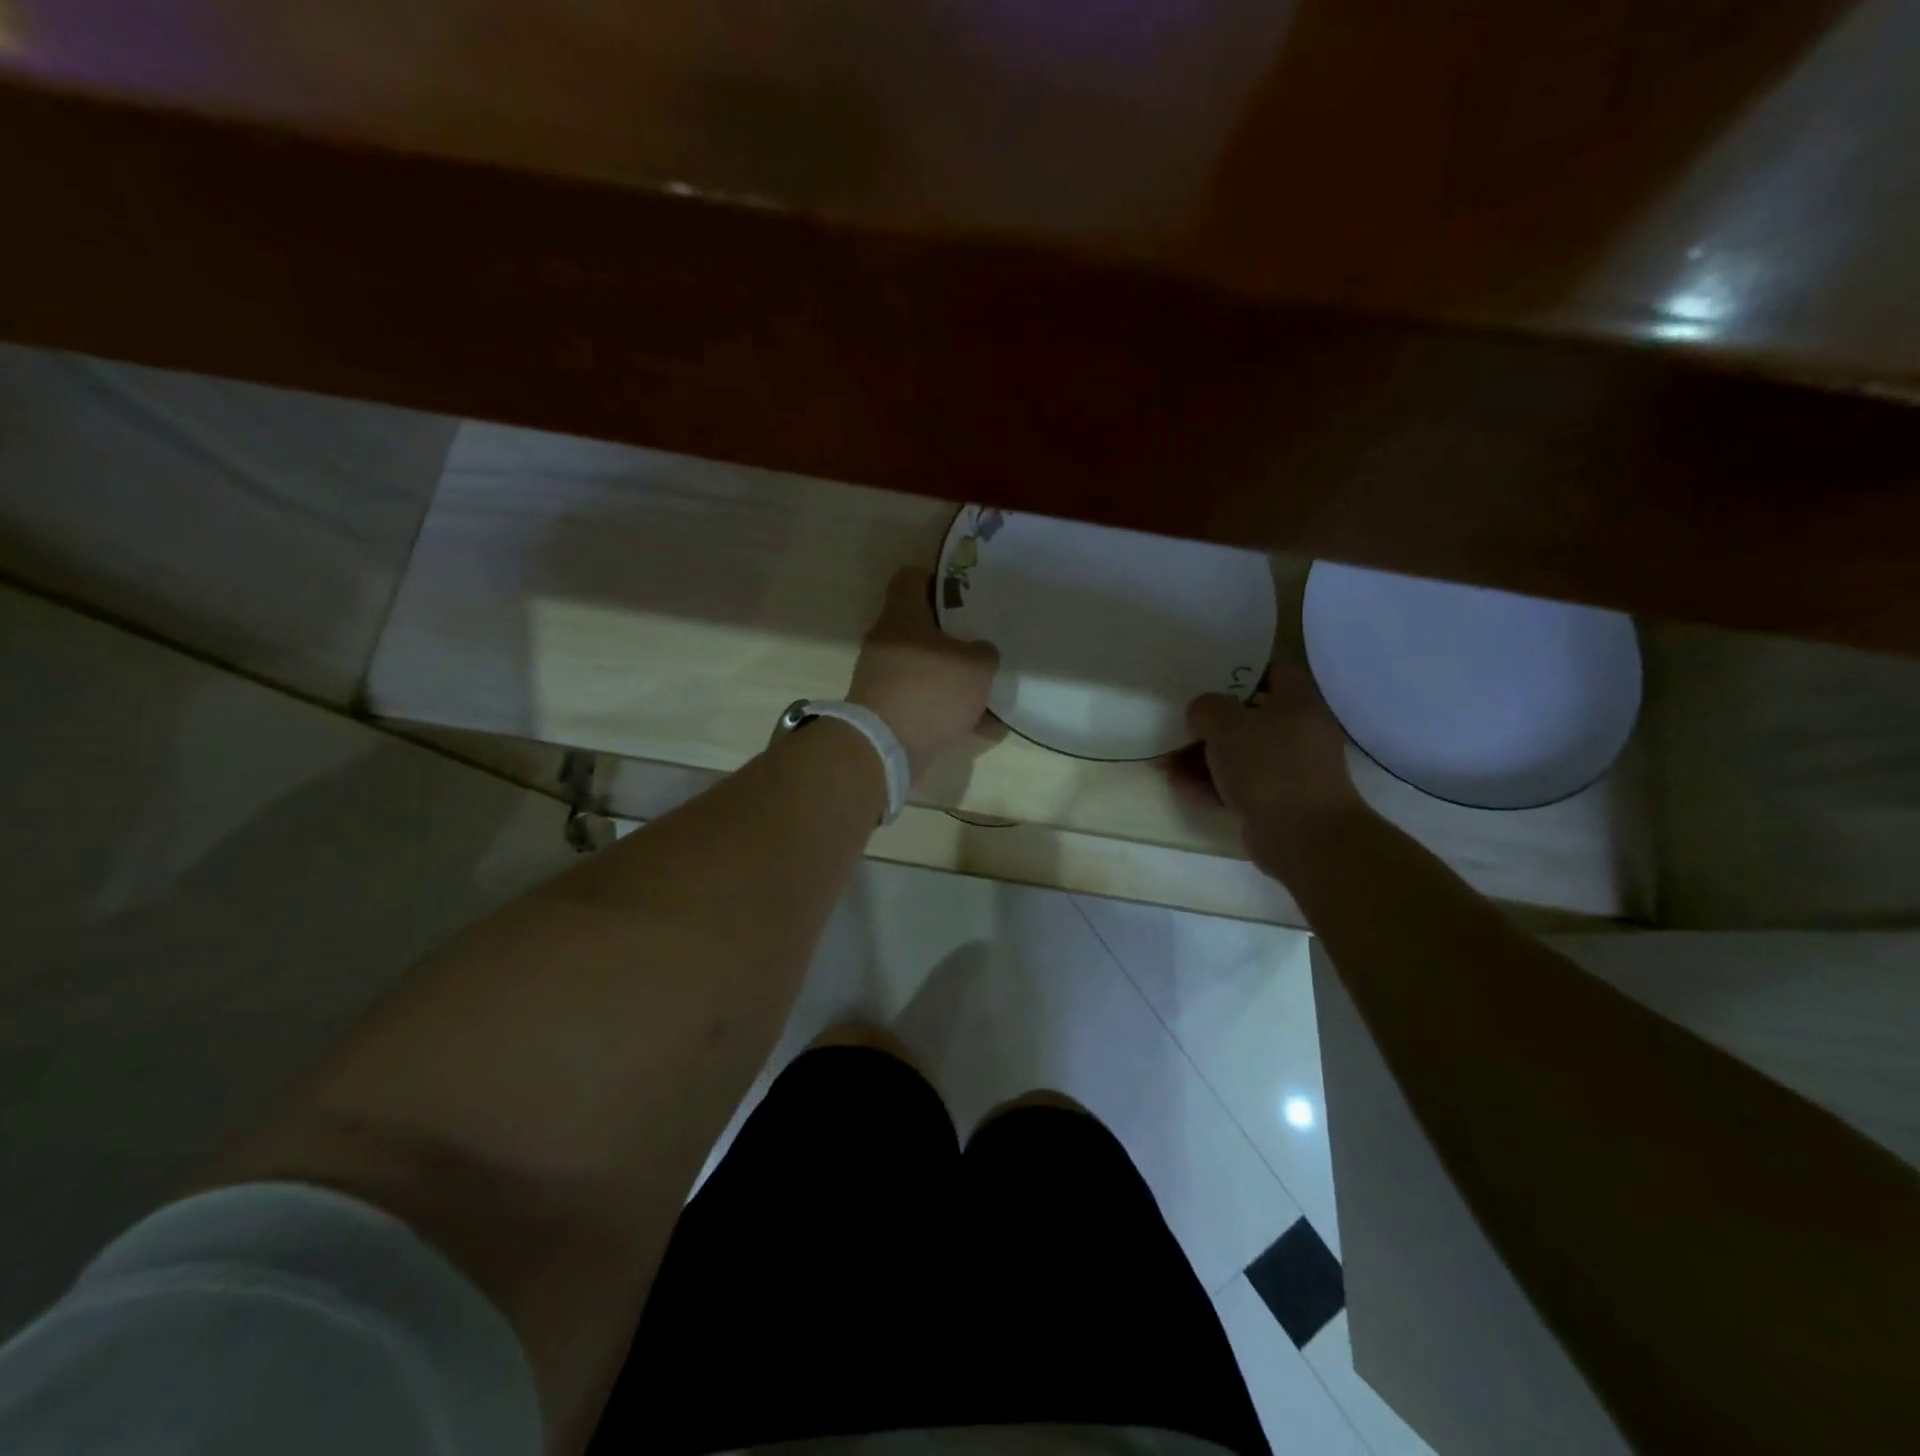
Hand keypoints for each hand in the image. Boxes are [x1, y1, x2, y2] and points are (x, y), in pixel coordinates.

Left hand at [848, 568, 999, 782]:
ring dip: (956, 679)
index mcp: (902, 615)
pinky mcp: (888, 710)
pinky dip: (950, 711)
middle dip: (955, 636)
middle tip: (983, 640)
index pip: (911, 577)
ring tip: (990, 690)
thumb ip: (984, 653)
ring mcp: (884, 678)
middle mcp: (887, 641)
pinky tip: (982, 726)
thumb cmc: (930, 690)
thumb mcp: (976, 666)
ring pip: (927, 668)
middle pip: (922, 626)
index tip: (965, 592)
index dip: (938, 578)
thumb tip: (980, 653)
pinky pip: (926, 702)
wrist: (885, 746)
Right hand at [1187, 665, 1367, 860]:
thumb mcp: (1228, 725)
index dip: (1240, 667)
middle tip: (1177, 722)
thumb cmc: (1269, 767)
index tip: (1206, 672)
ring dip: (1201, 757)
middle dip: (1209, 722)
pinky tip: (1180, 786)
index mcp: (1297, 704)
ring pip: (1238, 754)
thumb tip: (1201, 712)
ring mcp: (1287, 771)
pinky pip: (1236, 785)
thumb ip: (1207, 708)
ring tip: (1165, 762)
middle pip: (1248, 716)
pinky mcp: (1274, 802)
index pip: (1273, 670)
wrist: (1303, 837)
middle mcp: (1297, 733)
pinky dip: (1210, 784)